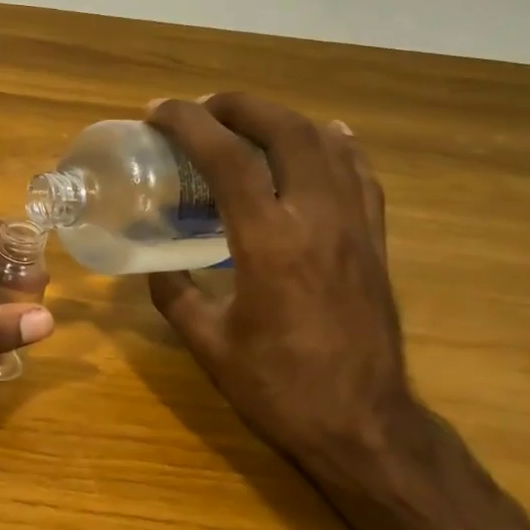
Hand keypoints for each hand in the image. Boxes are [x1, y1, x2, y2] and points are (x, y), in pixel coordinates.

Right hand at [145, 94, 413, 472]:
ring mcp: (355, 225)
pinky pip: (360, 173)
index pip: (227, 158)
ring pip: (326, 143)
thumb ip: (173, 294)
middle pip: (284, 131)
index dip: (189, 124)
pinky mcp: (375, 240)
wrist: (362, 423)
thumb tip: (154, 264)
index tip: (157, 112)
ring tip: (247, 121)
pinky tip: (322, 139)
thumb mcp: (207, 343)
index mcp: (268, 242)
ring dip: (282, 119)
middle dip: (239, 106)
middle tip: (201, 108)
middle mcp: (316, 218)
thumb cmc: (276, 387)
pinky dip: (335, 145)